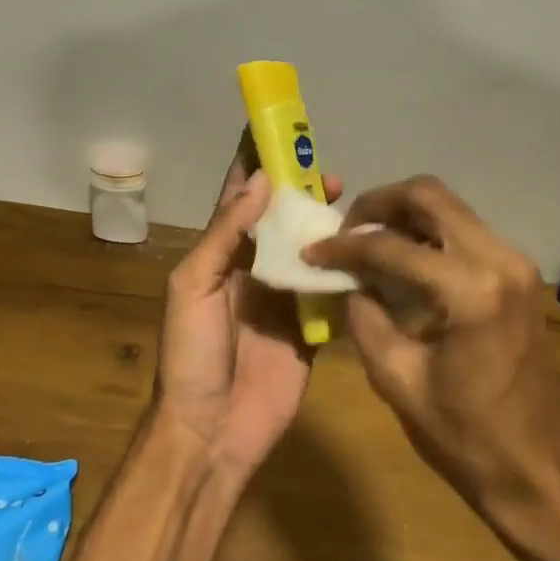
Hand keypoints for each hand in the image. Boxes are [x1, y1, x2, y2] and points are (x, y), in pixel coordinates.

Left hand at [149, 131, 342, 476]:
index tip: (276, 130)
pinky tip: (367, 249)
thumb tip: (260, 181)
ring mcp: (285, 298)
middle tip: (327, 171)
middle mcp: (254, 269)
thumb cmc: (192, 354)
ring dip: (326, 224)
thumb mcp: (192, 287)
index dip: (255, 165)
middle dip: (300, 191)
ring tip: (349, 201)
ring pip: (309, 249)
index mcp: (220, 256)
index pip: (239, 199)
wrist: (213, 430)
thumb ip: (225, 234)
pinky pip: (331, 291)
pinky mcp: (311, 328)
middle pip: (281, 219)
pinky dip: (347, 270)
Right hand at [302, 175, 559, 520]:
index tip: (310, 252)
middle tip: (343, 232)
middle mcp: (500, 259)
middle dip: (377, 204)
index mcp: (471, 289)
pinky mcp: (519, 276)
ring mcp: (516, 264)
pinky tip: (400, 260)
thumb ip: (364, 318)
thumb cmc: (466, 438)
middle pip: (429, 195)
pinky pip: (465, 232)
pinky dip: (427, 234)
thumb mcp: (397, 379)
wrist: (540, 470)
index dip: (343, 247)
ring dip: (403, 215)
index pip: (391, 246)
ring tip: (365, 243)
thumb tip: (346, 281)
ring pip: (450, 208)